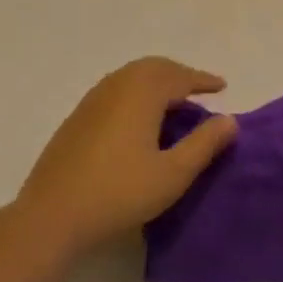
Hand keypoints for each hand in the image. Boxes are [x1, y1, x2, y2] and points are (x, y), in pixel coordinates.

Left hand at [16, 57, 237, 256]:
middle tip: (199, 91)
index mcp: (141, 93)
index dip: (202, 80)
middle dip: (178, 75)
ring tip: (173, 103)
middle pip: (152, 68)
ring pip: (131, 76)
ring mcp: (92, 100)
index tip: (222, 86)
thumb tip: (229, 120)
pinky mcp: (78, 117)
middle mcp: (116, 86)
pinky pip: (115, 90)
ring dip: (156, 82)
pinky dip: (136, 93)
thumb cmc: (119, 193)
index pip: (178, 76)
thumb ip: (203, 144)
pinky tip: (139, 119)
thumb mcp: (172, 174)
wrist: (53, 214)